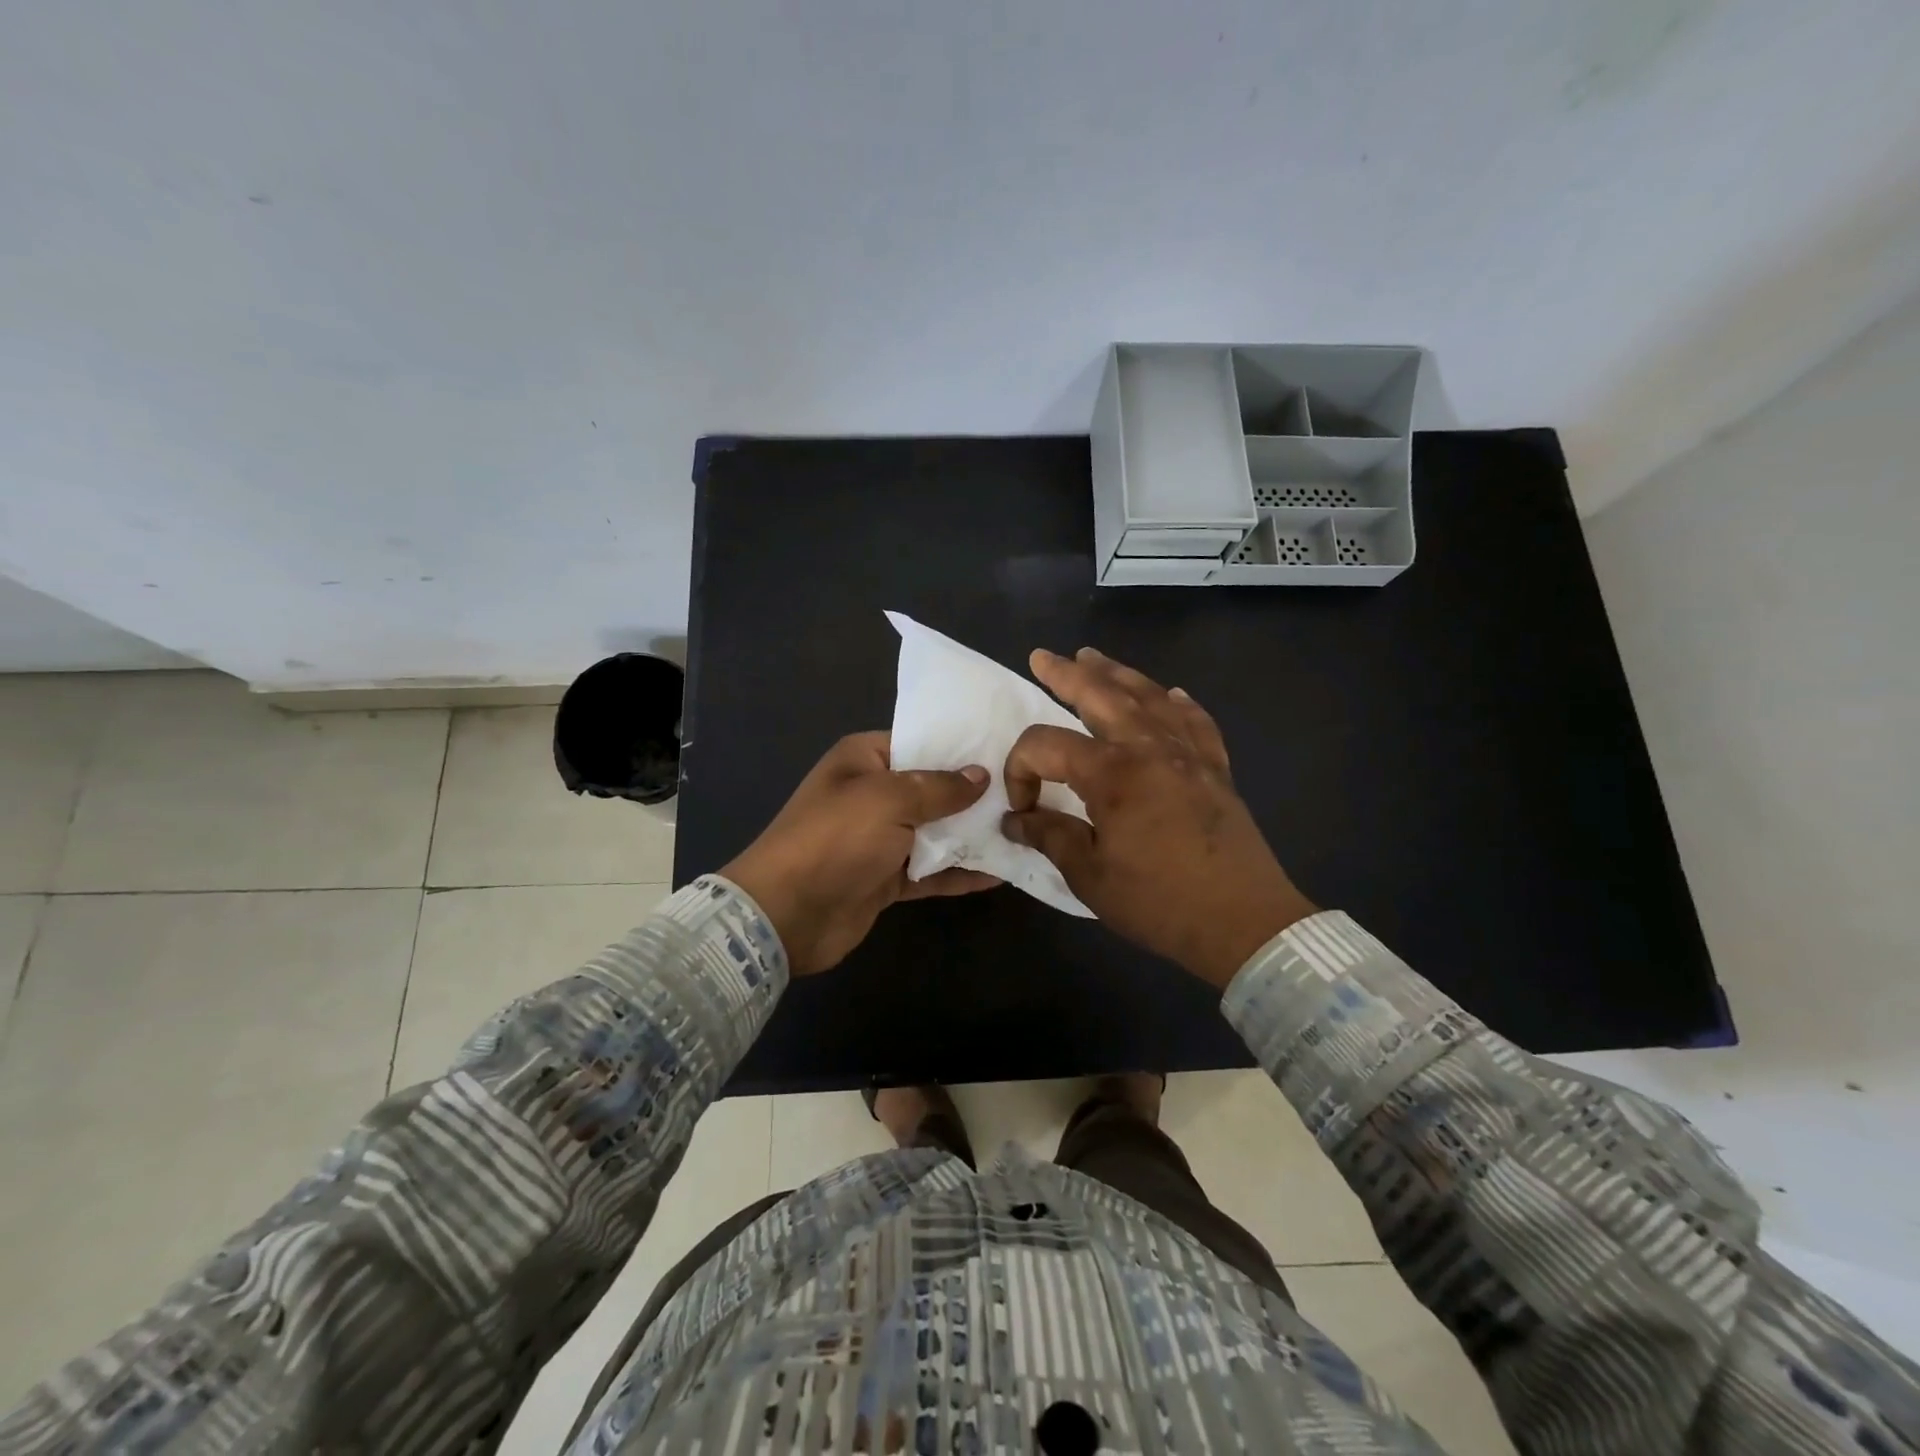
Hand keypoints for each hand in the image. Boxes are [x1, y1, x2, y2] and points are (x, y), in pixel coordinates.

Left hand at [721, 732, 998, 975]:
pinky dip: (960, 872)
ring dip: (973, 835)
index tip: (1009, 749)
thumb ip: (939, 787)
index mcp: (865, 759)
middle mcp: (874, 794)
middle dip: (976, 793)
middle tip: (1028, 792)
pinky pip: (931, 870)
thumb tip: (981, 775)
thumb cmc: (836, 839)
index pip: (921, 741)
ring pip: (936, 831)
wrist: (786, 913)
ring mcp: (880, 839)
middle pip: (933, 788)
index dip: (962, 746)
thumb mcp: (888, 800)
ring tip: (1024, 831)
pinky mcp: (887, 878)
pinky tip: (1000, 873)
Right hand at [1002, 648, 1316, 988]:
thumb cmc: (1160, 902)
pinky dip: (1180, 703)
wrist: (1244, 922)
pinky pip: (1196, 722)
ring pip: (1148, 697)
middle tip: (1042, 657)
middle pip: (1100, 695)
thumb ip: (1050, 837)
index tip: (1021, 809)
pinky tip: (1173, 693)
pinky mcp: (1216, 768)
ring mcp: (1188, 754)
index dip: (1021, 769)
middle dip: (1065, 674)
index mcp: (1112, 774)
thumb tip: (1015, 821)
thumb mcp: (1090, 876)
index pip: (1047, 746)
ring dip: (1116, 673)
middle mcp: (1149, 749)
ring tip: (1092, 657)